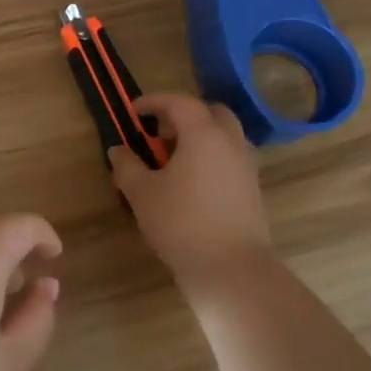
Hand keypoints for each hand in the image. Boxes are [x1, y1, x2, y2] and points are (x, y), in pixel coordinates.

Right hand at [110, 93, 272, 288]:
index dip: (154, 101)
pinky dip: (212, 157)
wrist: (231, 268)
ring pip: (225, 136)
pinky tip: (192, 182)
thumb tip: (118, 150)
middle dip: (184, 116)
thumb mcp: (142, 194)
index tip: (134, 111)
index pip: (180, 102)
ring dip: (200, 137)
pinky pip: (231, 158)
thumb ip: (127, 166)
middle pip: (211, 112)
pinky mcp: (253, 189)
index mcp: (203, 135)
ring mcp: (246, 166)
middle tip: (160, 134)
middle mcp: (231, 142)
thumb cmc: (181, 224)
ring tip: (174, 160)